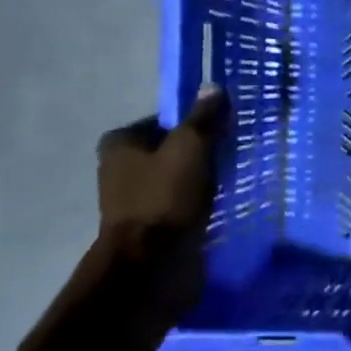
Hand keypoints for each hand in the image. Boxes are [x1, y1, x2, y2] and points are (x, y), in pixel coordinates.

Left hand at [97, 86, 226, 260]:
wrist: (151, 264)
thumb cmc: (166, 197)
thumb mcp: (191, 147)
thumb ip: (203, 118)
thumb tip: (212, 86)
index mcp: (119, 144)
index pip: (164, 121)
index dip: (194, 124)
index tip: (223, 132)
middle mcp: (119, 169)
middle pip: (170, 151)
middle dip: (199, 154)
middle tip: (231, 155)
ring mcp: (132, 201)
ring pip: (176, 179)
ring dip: (200, 181)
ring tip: (230, 181)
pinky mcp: (149, 227)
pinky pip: (180, 205)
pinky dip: (197, 204)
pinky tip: (219, 206)